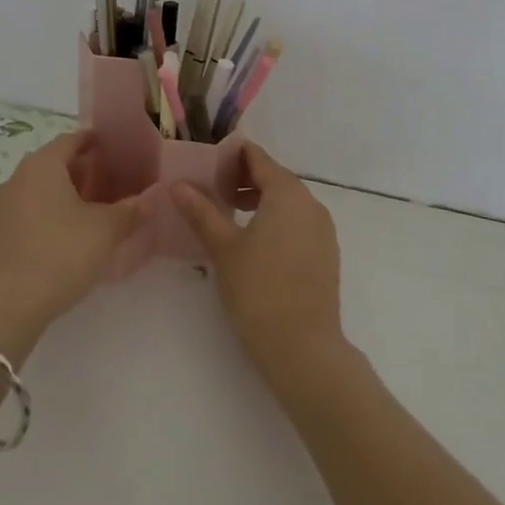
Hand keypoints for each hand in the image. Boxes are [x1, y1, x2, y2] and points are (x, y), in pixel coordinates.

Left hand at [0, 131, 143, 359]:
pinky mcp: (0, 235)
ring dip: (71, 196)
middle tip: (119, 184)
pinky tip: (75, 236)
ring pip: (45, 190)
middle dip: (88, 172)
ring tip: (102, 211)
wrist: (5, 307)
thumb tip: (153, 196)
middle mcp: (19, 177)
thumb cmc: (59, 253)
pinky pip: (33, 213)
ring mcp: (5, 207)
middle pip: (59, 164)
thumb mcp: (105, 230)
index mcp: (43, 164)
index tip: (122, 151)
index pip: (74, 139)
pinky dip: (55, 216)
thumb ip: (131, 209)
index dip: (99, 142)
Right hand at [172, 143, 347, 382]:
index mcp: (287, 193)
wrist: (303, 349)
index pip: (257, 157)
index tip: (206, 165)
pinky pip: (298, 222)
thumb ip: (201, 212)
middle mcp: (310, 203)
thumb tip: (177, 184)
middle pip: (274, 176)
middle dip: (243, 178)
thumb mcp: (223, 248)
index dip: (231, 156)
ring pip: (287, 201)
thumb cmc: (259, 290)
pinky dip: (276, 219)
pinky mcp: (326, 253)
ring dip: (259, 199)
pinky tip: (254, 242)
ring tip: (228, 215)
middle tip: (211, 191)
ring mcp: (323, 229)